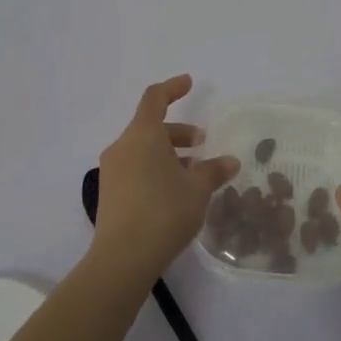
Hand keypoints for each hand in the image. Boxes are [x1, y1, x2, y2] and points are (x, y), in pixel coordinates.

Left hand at [93, 75, 239, 278]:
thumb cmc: (164, 212)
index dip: (173, 88)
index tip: (189, 83)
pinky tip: (175, 191)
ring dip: (168, 154)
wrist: (123, 258)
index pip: (155, 98)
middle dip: (178, 132)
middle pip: (150, 127)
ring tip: (194, 172)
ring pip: (143, 150)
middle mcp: (122, 146)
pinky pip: (136, 169)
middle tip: (202, 144)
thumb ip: (214, 171)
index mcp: (142, 135)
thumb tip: (230, 161)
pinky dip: (156, 169)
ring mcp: (112, 171)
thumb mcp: (197, 190)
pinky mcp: (110, 194)